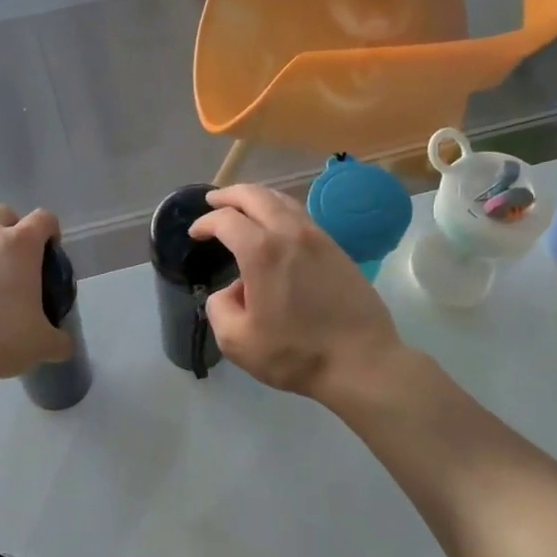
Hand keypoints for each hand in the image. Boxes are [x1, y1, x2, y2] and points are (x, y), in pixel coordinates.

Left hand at [0, 204, 71, 389]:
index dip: (51, 233)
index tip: (50, 255)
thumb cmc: (1, 339)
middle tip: (16, 263)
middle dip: (12, 229)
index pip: (44, 219)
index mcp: (20, 244)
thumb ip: (59, 339)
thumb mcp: (42, 343)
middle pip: (3, 213)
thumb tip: (63, 344)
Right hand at [188, 184, 403, 400]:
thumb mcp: (237, 341)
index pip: (226, 220)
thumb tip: (234, 291)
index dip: (205, 223)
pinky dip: (280, 211)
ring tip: (244, 208)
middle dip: (230, 195)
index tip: (195, 233)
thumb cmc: (295, 353)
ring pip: (283, 200)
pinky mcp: (337, 249)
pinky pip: (302, 216)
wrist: (361, 361)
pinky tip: (276, 227)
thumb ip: (220, 308)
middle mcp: (290, 233)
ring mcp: (319, 238)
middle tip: (213, 201)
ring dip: (258, 198)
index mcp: (262, 251)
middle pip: (256, 196)